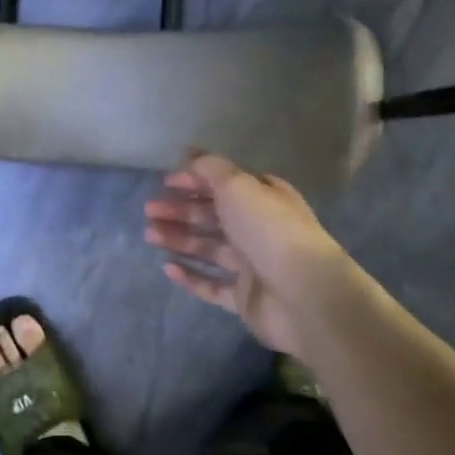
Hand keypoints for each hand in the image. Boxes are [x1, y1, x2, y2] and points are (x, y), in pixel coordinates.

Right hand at [143, 153, 358, 353]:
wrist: (305, 295)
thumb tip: (190, 156)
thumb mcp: (238, 185)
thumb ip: (210, 169)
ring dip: (179, 238)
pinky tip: (167, 267)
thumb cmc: (270, 230)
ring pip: (208, 248)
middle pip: (213, 216)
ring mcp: (252, 265)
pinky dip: (190, 276)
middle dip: (180, 210)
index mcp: (264, 198)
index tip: (166, 181)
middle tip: (149, 210)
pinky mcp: (245, 298)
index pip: (225, 184)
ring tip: (150, 234)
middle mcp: (259, 229)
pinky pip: (212, 285)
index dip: (195, 180)